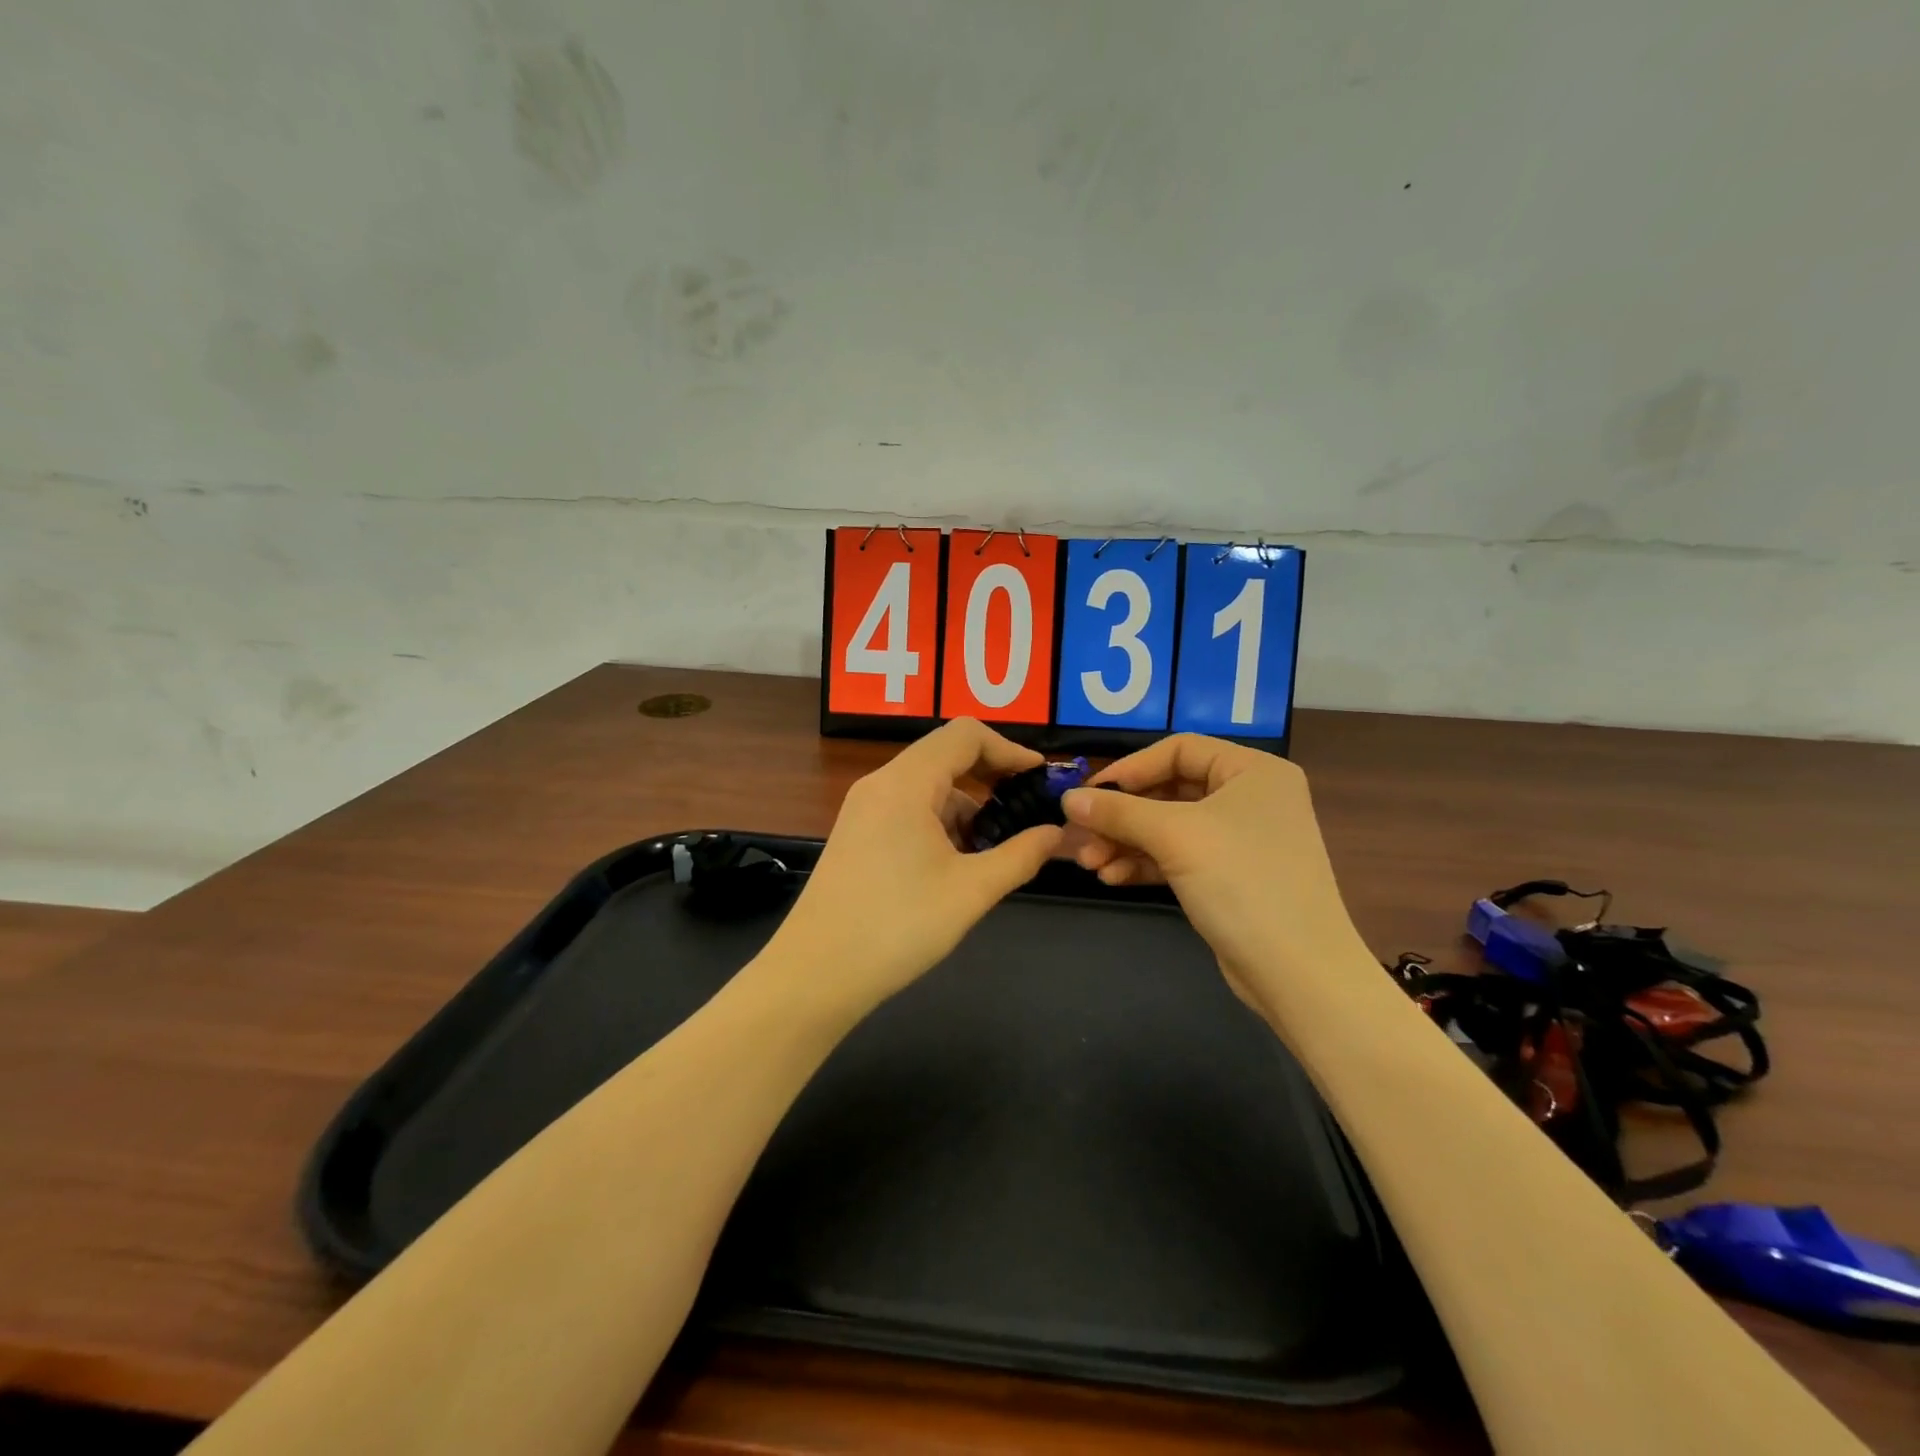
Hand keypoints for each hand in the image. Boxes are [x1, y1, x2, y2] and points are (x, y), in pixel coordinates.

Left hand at [770, 719, 1064, 1009]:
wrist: (815, 974)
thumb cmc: (898, 926)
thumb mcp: (971, 890)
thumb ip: (1021, 855)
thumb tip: (1057, 834)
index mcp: (906, 783)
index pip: (966, 734)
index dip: (1009, 749)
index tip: (1040, 778)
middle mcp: (881, 783)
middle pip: (946, 755)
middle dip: (991, 777)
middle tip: (1027, 809)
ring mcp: (864, 809)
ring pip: (927, 786)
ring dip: (967, 805)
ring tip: (998, 848)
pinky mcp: (857, 834)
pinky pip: (908, 808)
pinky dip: (941, 822)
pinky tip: (959, 862)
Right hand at [1060, 735, 1363, 1012]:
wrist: (1299, 973)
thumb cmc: (1243, 883)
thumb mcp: (1175, 837)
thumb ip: (1118, 812)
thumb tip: (1067, 798)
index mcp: (1253, 771)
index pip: (1179, 750)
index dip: (1130, 769)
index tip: (1089, 794)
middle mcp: (1249, 798)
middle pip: (1169, 791)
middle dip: (1122, 816)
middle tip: (1081, 836)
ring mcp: (1240, 840)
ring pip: (1169, 828)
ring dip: (1126, 842)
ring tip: (1090, 865)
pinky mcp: (1229, 877)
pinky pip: (1178, 857)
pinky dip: (1145, 864)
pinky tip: (1112, 878)